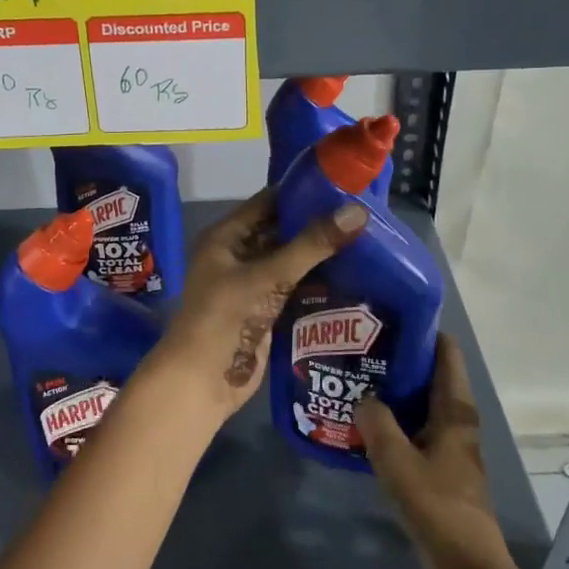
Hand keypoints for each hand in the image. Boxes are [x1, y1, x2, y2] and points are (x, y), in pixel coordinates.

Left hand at [134, 188, 367, 423]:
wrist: (202, 381)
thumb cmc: (226, 318)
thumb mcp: (268, 276)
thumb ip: (312, 245)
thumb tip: (358, 212)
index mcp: (226, 237)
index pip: (268, 202)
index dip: (301, 193)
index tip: (342, 187)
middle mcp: (236, 256)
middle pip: (281, 232)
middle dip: (316, 225)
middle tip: (362, 216)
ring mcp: (250, 286)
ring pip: (289, 262)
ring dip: (319, 256)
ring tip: (366, 241)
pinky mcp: (264, 313)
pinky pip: (294, 289)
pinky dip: (317, 283)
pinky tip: (353, 277)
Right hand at [358, 334, 528, 568]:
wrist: (469, 568)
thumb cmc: (437, 507)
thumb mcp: (397, 462)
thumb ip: (377, 423)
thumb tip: (364, 397)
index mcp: (455, 409)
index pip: (445, 352)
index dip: (421, 330)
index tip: (386, 319)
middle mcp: (457, 419)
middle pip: (431, 374)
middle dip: (399, 359)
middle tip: (360, 349)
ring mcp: (451, 443)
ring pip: (422, 402)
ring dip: (395, 391)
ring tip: (356, 380)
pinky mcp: (442, 465)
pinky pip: (417, 428)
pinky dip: (396, 420)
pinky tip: (366, 425)